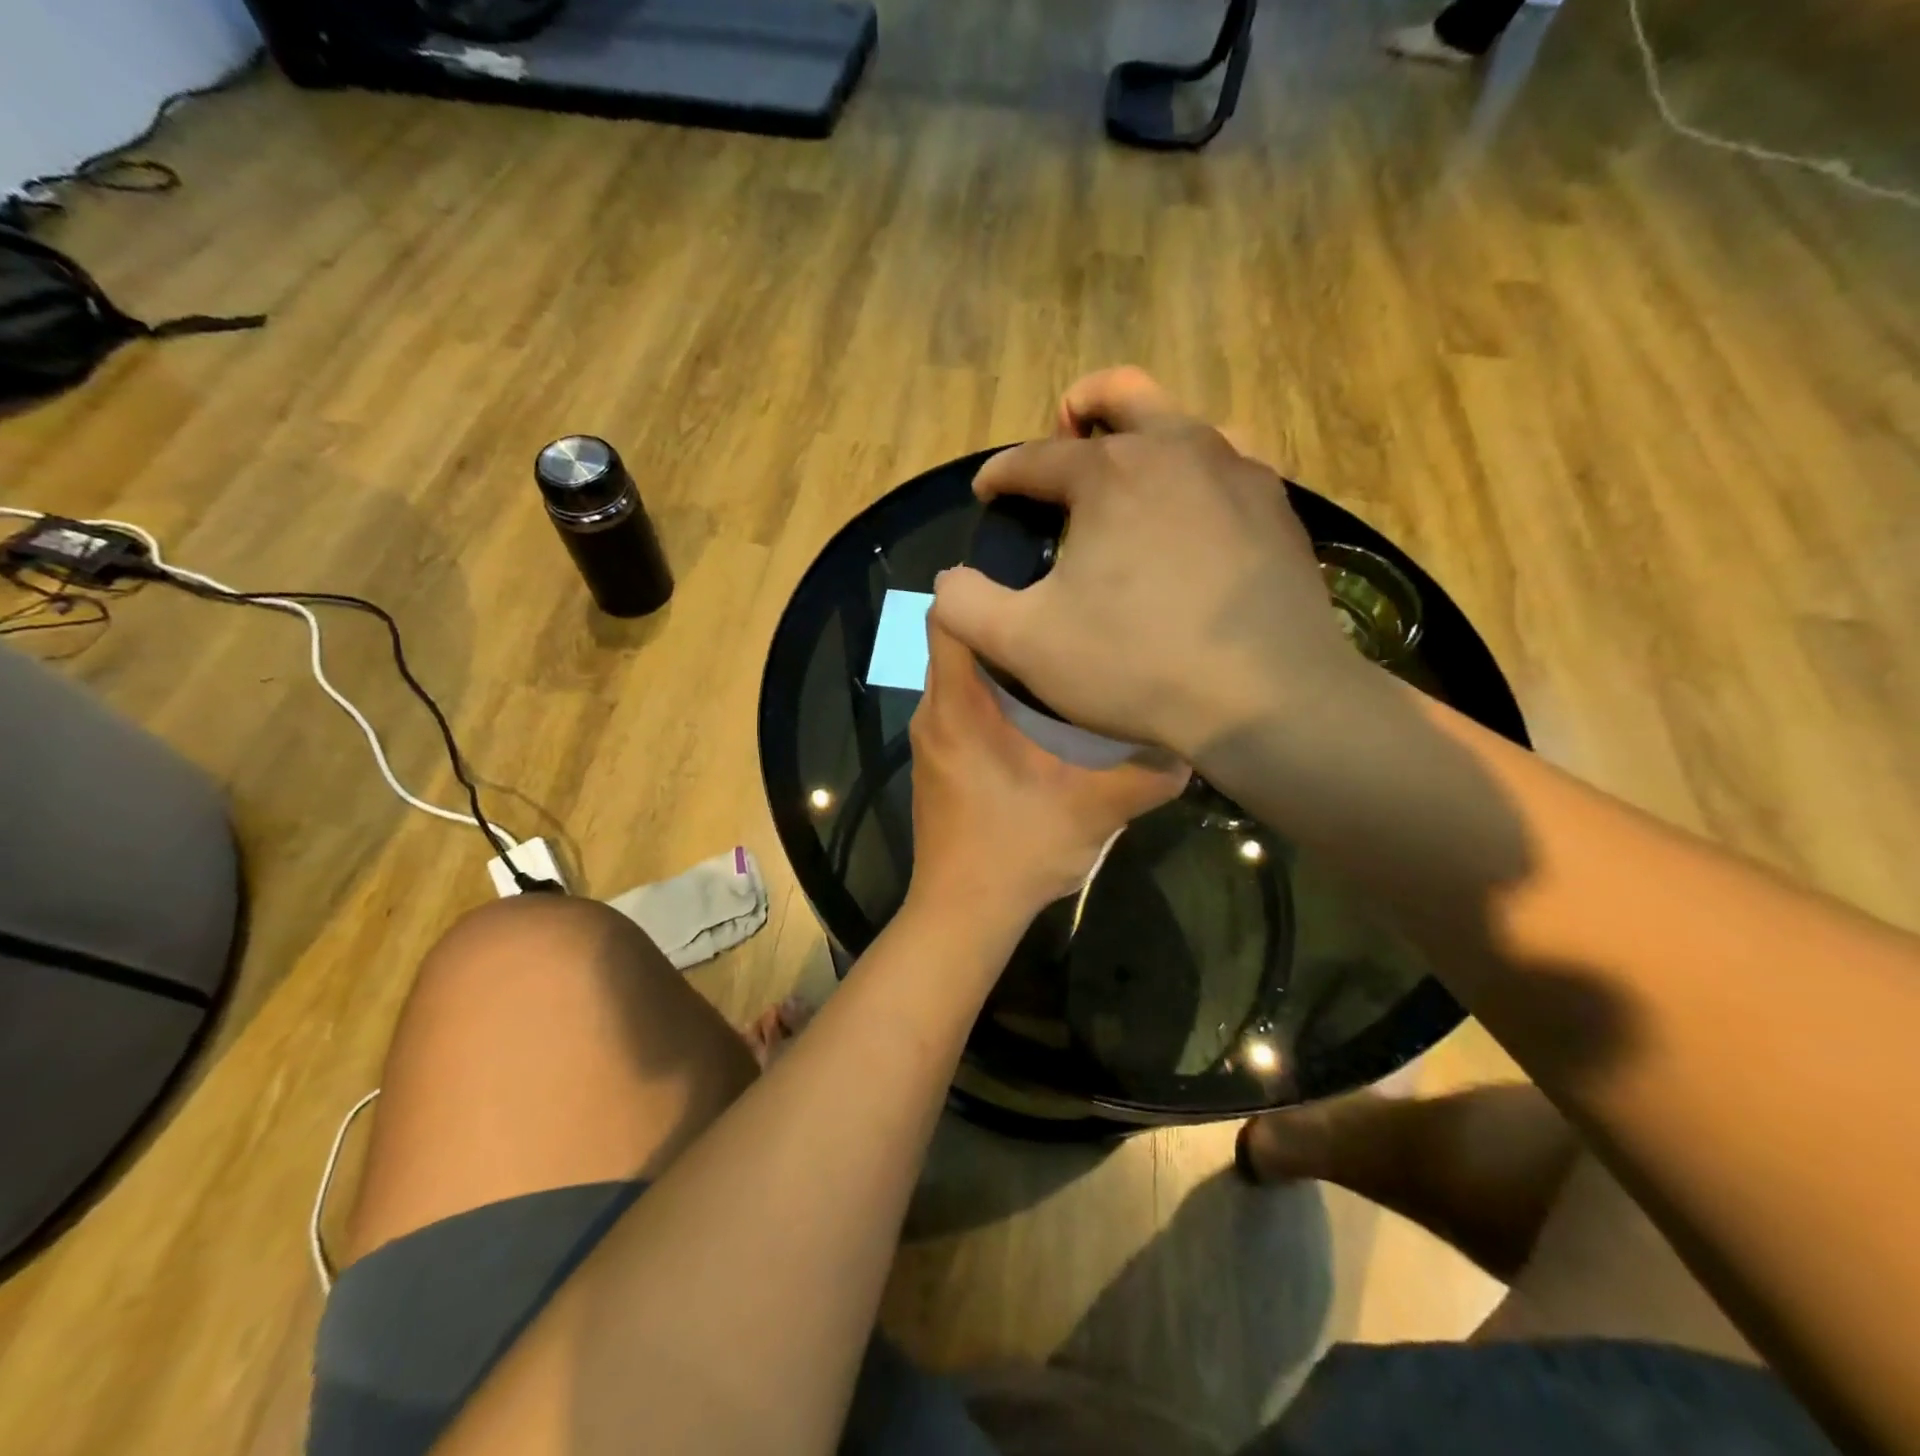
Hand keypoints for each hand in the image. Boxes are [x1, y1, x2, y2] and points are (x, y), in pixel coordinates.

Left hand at [907, 616, 1187, 925]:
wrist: (963, 914)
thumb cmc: (1018, 852)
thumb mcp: (1094, 811)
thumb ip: (1146, 775)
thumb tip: (1190, 745)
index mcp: (959, 707)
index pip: (946, 619)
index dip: (979, 592)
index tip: (1034, 590)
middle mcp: (934, 714)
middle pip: (958, 644)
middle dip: (1008, 631)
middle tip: (1066, 626)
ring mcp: (932, 741)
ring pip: (961, 679)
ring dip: (1004, 669)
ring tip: (1062, 665)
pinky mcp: (939, 764)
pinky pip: (961, 710)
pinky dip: (994, 701)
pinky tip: (1041, 721)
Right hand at [932, 367, 1366, 758]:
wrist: (1267, 697)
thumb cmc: (1136, 665)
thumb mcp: (1024, 645)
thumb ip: (965, 605)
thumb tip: (948, 580)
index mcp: (1109, 472)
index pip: (1034, 457)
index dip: (999, 474)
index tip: (985, 493)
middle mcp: (1176, 448)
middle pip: (1120, 394)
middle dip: (1081, 408)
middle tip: (1063, 433)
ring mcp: (1237, 471)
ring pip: (1183, 421)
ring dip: (1144, 432)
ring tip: (1127, 473)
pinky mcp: (1277, 506)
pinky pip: (1228, 464)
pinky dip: (1195, 473)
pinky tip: (1189, 512)